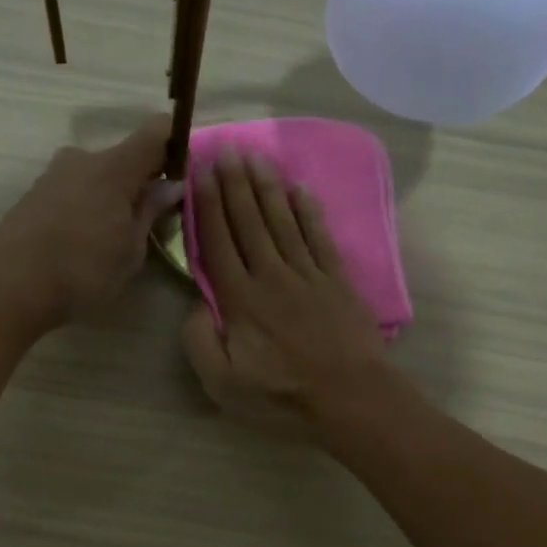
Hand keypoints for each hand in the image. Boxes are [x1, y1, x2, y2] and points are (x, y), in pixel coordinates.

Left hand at [0, 117, 179, 325]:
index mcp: (115, 167)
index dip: (175, 144)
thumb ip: (151, 211)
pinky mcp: (34, 193)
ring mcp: (54, 174)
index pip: (156, 132)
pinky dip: (88, 205)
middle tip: (151, 220)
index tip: (183, 173)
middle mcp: (83, 158)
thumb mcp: (131, 250)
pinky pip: (74, 189)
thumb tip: (170, 185)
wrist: (10, 285)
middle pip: (125, 157)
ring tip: (114, 237)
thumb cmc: (83, 271)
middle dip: (142, 181)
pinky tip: (85, 241)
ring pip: (97, 175)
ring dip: (112, 195)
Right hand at [182, 151, 389, 432]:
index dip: (209, 205)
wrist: (349, 396)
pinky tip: (300, 190)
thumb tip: (196, 305)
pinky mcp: (336, 280)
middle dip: (235, 184)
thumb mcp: (222, 383)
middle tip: (227, 149)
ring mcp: (307, 274)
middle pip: (249, 222)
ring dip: (267, 188)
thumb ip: (200, 341)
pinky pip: (319, 237)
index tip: (202, 172)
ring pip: (283, 221)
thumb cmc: (282, 394)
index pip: (219, 242)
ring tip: (256, 157)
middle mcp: (271, 275)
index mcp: (241, 299)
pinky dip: (308, 212)